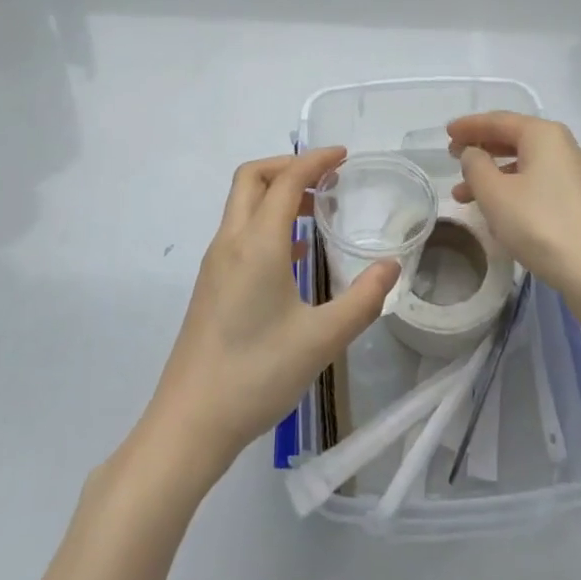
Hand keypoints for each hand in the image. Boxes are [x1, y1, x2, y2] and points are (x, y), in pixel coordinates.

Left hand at [143, 147, 399, 479]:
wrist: (189, 423)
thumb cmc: (256, 375)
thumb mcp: (321, 339)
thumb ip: (363, 299)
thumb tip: (392, 266)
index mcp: (257, 243)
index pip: (285, 180)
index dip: (314, 160)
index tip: (343, 156)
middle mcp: (231, 242)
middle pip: (252, 178)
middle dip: (288, 166)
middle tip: (326, 178)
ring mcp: (215, 263)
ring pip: (242, 204)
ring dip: (276, 193)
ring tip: (316, 210)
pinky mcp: (210, 285)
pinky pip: (239, 232)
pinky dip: (267, 221)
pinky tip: (295, 254)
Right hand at [449, 112, 580, 299]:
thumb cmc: (539, 224)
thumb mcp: (495, 193)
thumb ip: (476, 165)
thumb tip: (474, 154)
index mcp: (545, 135)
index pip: (499, 120)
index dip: (469, 125)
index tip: (446, 133)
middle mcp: (566, 147)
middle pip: (515, 139)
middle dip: (481, 150)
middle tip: (453, 158)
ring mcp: (579, 175)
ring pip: (527, 165)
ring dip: (494, 176)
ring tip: (464, 196)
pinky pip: (541, 184)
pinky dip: (515, 190)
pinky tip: (498, 212)